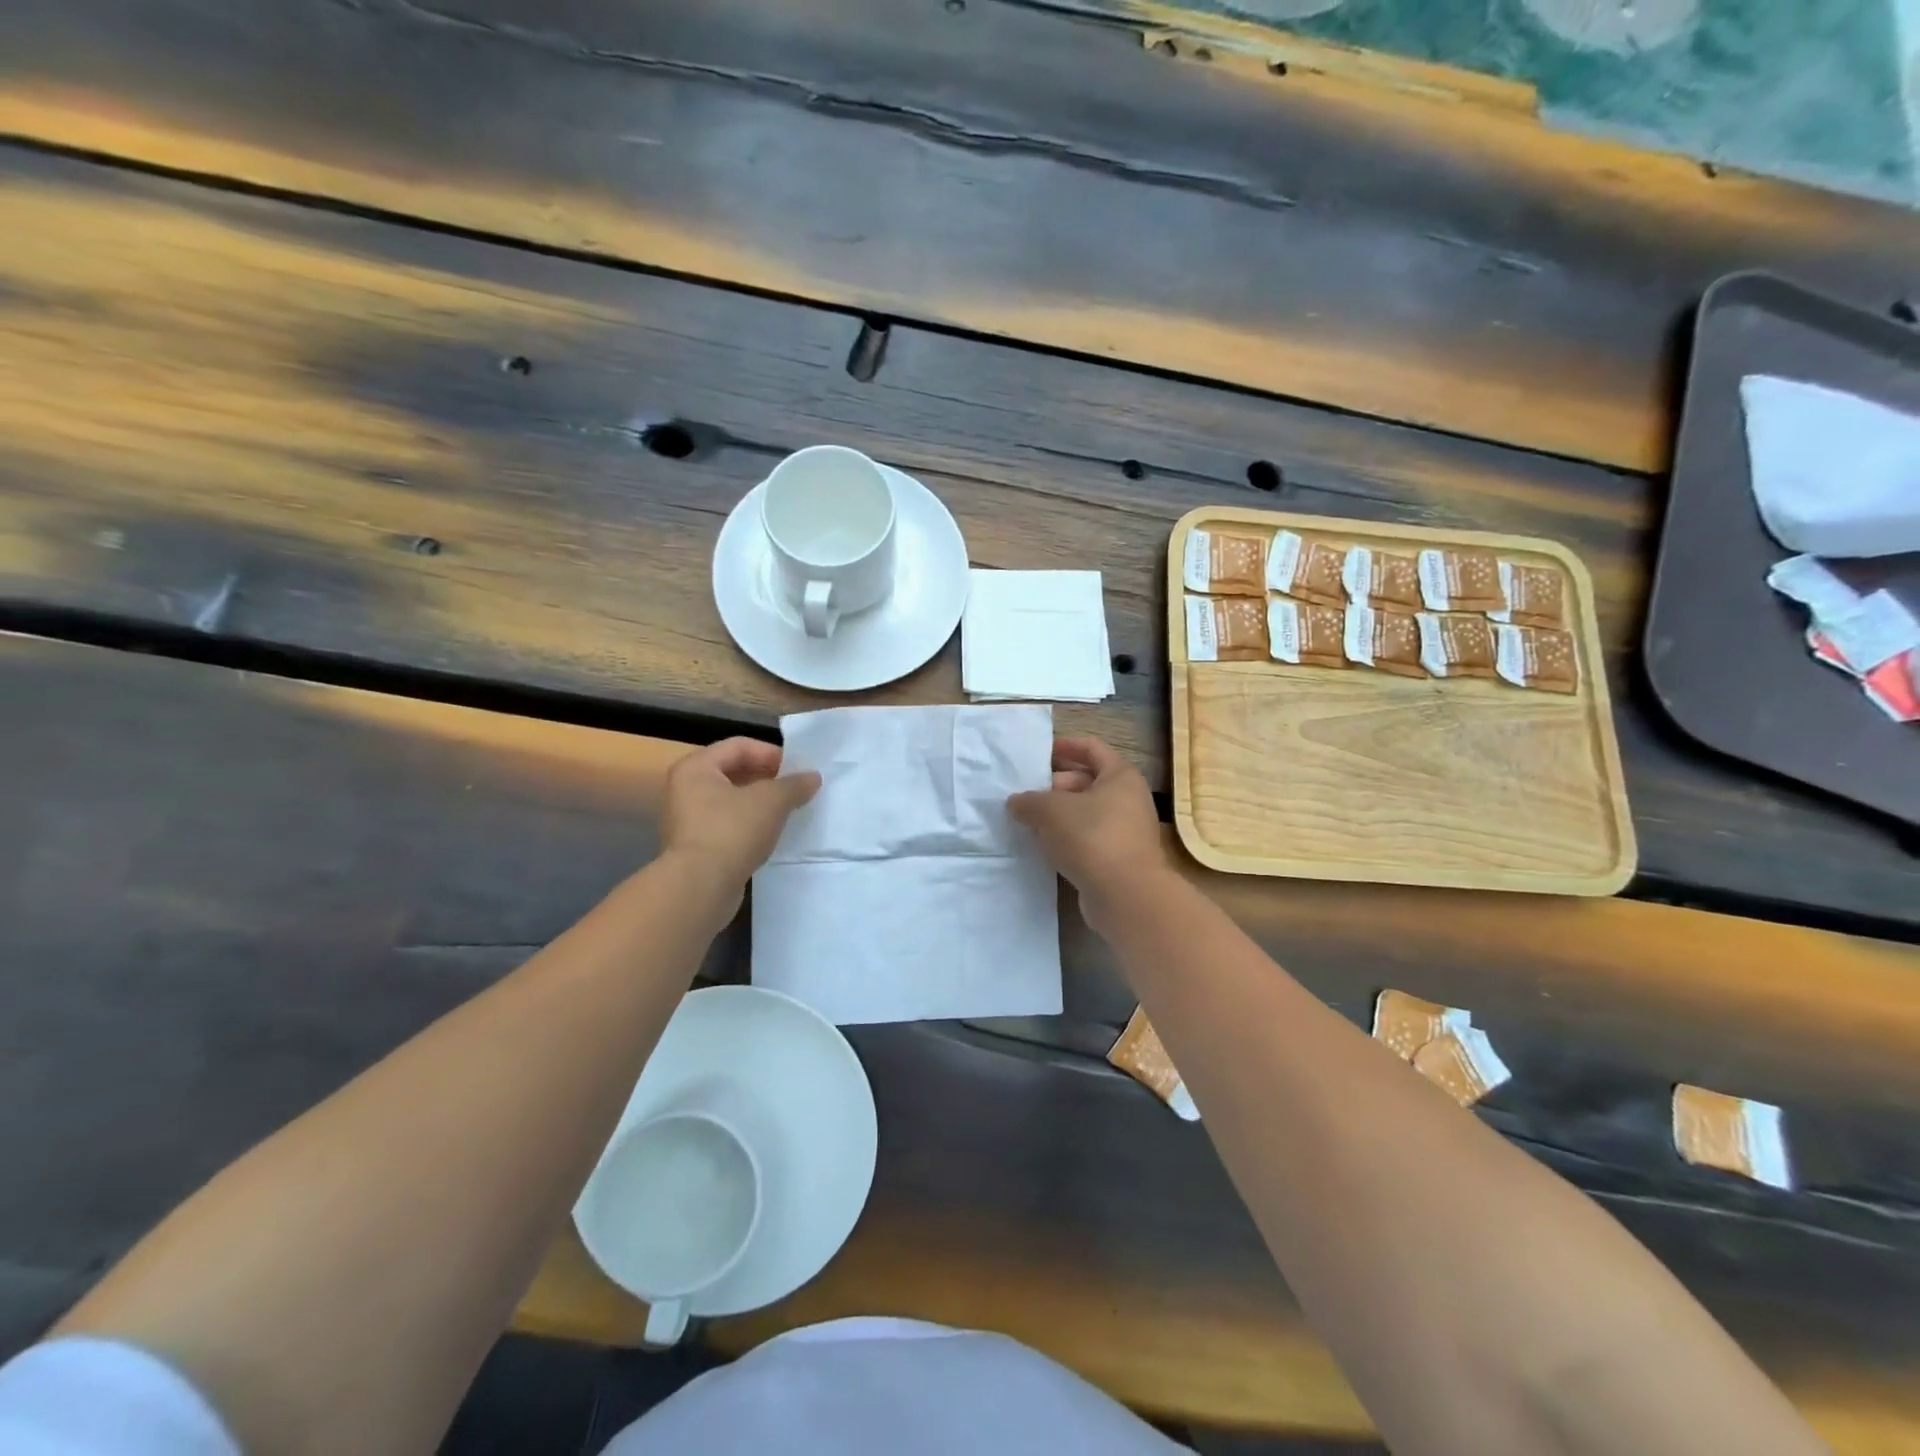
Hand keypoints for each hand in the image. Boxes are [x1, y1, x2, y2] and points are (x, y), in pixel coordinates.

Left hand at [661, 738, 820, 897]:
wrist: (700, 887)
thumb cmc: (732, 831)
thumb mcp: (772, 801)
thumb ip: (795, 785)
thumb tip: (812, 778)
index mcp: (696, 767)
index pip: (740, 746)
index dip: (772, 753)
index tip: (798, 769)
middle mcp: (686, 788)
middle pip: (734, 771)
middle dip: (768, 777)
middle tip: (796, 788)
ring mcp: (688, 819)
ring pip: (732, 800)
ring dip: (761, 802)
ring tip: (789, 810)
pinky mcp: (696, 846)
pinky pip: (729, 824)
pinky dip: (751, 823)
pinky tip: (772, 833)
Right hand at [1008, 736, 1170, 929]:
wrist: (1126, 895)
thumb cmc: (1092, 837)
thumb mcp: (1051, 811)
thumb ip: (1029, 801)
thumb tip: (1016, 802)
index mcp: (1120, 776)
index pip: (1092, 748)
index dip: (1065, 746)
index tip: (1039, 753)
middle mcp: (1128, 799)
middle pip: (1087, 782)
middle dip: (1054, 786)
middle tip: (1025, 795)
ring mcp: (1126, 831)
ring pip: (1086, 813)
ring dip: (1058, 816)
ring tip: (1028, 821)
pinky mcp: (1118, 859)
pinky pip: (1088, 839)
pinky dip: (1067, 839)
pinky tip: (1043, 847)